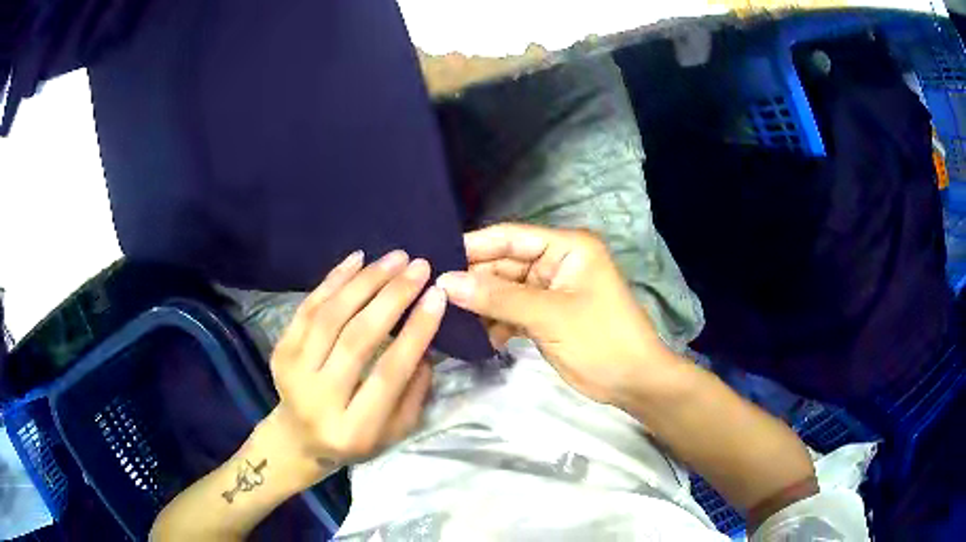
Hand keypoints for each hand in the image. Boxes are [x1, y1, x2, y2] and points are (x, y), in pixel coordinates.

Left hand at [268, 249, 444, 478]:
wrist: (299, 439)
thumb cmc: (355, 438)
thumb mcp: (396, 431)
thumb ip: (415, 391)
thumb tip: (425, 340)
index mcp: (355, 429)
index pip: (388, 372)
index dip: (415, 332)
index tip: (437, 295)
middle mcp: (319, 399)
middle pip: (356, 339)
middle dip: (392, 298)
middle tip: (419, 267)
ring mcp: (294, 372)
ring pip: (330, 316)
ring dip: (365, 281)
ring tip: (395, 258)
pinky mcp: (280, 350)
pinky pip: (307, 307)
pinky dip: (333, 280)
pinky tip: (358, 259)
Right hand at [437, 224, 681, 406]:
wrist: (632, 381)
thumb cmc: (600, 339)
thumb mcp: (549, 315)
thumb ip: (498, 298)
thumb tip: (446, 282)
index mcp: (566, 247)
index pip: (511, 237)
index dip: (474, 247)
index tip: (434, 259)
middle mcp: (556, 262)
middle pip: (504, 264)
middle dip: (473, 280)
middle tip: (433, 294)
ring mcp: (550, 290)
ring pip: (504, 290)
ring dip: (480, 304)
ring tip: (446, 316)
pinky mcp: (545, 315)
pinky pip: (511, 312)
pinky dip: (494, 322)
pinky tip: (473, 336)